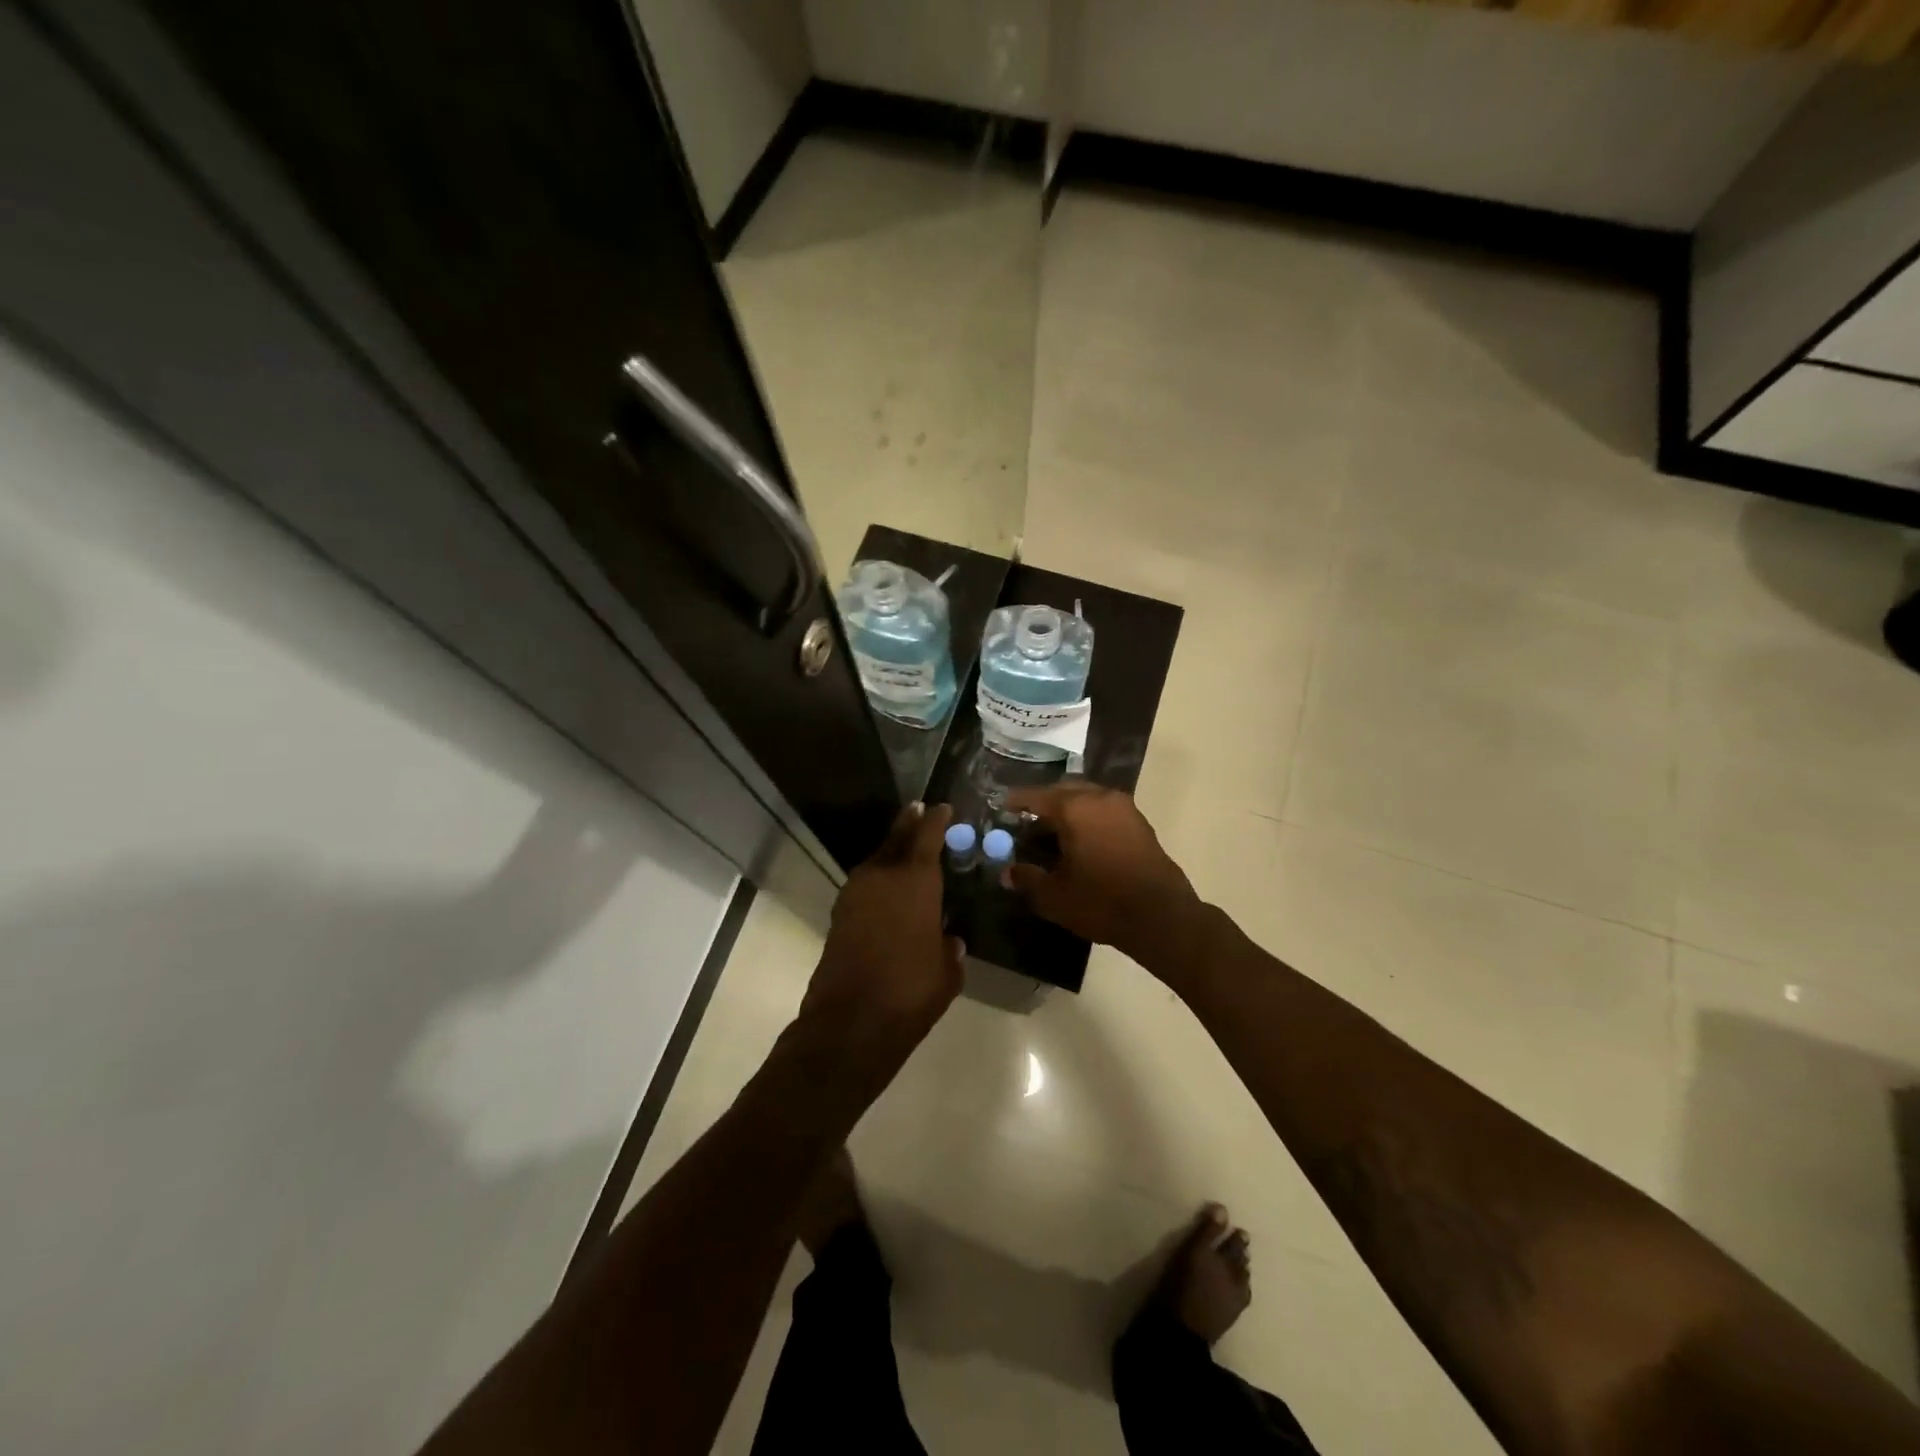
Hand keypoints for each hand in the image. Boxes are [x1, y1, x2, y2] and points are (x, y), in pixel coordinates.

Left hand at [800, 802, 964, 1048]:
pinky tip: (887, 888)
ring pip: (877, 859)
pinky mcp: (840, 914)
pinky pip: (864, 883)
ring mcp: (855, 893)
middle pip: (896, 838)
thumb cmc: (911, 992)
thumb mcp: (947, 972)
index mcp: (915, 881)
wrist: (851, 1022)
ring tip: (906, 847)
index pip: (927, 836)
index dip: (936, 819)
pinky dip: (878, 877)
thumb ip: (949, 949)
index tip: (943, 807)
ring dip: (891, 850)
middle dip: (909, 823)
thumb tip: (948, 941)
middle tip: (920, 810)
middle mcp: (883, 877)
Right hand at [1001, 783, 1205, 973]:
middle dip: (1043, 803)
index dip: (1016, 802)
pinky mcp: (1139, 822)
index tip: (1001, 806)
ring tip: (1052, 831)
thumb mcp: (1054, 896)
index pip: (1036, 796)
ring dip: (1067, 809)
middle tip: (1026, 820)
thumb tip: (1008, 872)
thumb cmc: (1101, 902)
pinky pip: (1104, 809)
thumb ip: (1027, 879)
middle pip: (1063, 791)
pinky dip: (1087, 817)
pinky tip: (1080, 840)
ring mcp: (1123, 808)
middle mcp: (1099, 798)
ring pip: (1086, 798)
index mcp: (1074, 808)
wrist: (1161, 916)